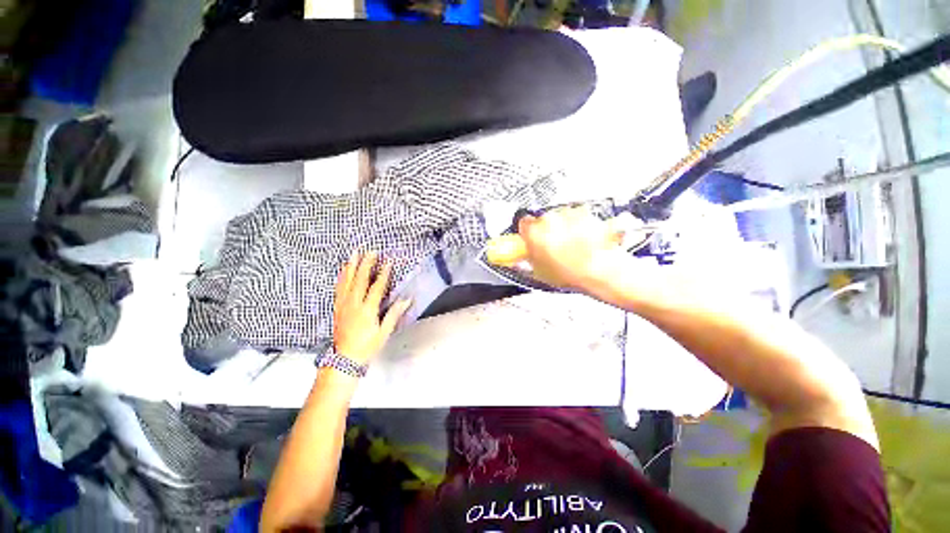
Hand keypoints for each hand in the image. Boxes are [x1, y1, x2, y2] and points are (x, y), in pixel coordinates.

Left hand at [333, 252, 410, 365]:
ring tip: (354, 254)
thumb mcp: (384, 332)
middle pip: (360, 280)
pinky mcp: (337, 308)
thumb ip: (394, 314)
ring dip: (351, 266)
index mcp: (367, 310)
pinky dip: (341, 277)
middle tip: (371, 251)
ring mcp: (343, 305)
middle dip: (366, 264)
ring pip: (347, 282)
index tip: (388, 262)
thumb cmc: (367, 346)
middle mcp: (353, 304)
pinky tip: (343, 270)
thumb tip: (407, 299)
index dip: (383, 274)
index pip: (376, 288)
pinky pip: (338, 288)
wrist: (344, 359)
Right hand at [517, 207, 629, 292]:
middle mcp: (549, 218)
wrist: (601, 269)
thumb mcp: (540, 273)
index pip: (523, 223)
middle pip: (543, 219)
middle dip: (547, 230)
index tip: (531, 237)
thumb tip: (527, 256)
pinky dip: (580, 224)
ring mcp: (568, 214)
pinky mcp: (586, 212)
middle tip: (554, 246)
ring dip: (564, 226)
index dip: (528, 231)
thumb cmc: (572, 273)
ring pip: (561, 216)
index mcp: (533, 232)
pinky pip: (578, 216)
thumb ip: (529, 260)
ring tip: (572, 245)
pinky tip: (584, 240)